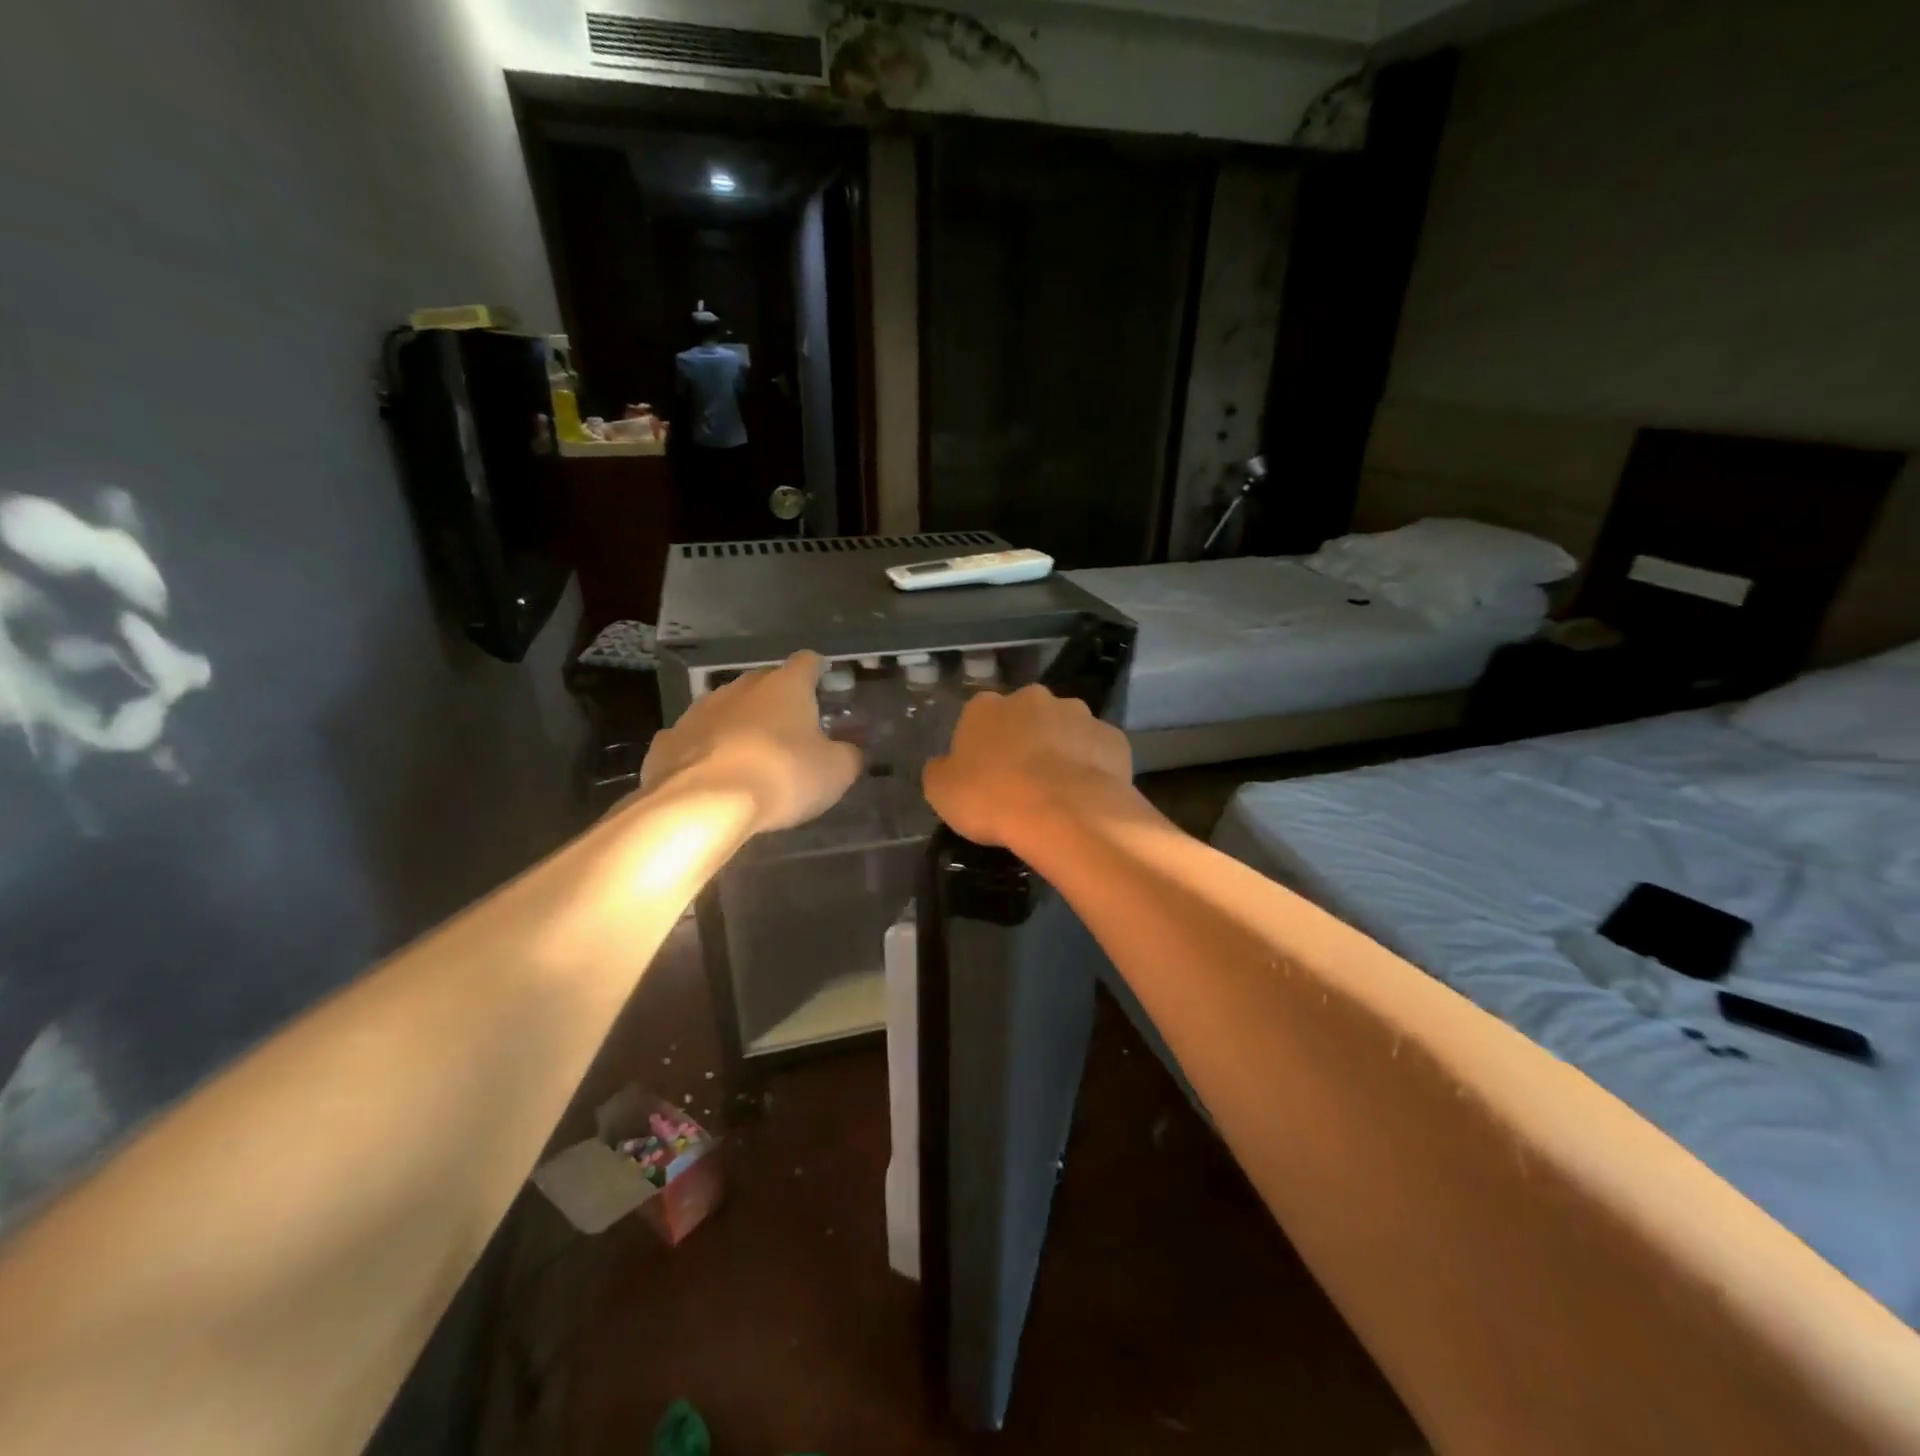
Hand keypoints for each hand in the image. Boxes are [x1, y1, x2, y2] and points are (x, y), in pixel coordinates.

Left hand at [641, 650, 861, 831]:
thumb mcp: (836, 772)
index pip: (807, 662)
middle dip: (778, 701)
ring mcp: (699, 711)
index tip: (824, 686)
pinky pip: (694, 739)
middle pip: (764, 682)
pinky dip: (705, 750)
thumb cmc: (782, 777)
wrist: (703, 803)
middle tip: (792, 730)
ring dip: (739, 724)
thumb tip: (851, 750)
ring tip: (750, 755)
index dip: (818, 672)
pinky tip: (711, 774)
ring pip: (726, 708)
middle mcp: (741, 688)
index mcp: (785, 687)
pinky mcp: (668, 740)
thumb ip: (848, 755)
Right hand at [923, 685, 1134, 848]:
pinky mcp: (1112, 737)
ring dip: (1060, 751)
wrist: (1063, 813)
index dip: (981, 747)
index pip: (978, 718)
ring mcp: (1078, 715)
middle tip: (1021, 782)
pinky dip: (1092, 767)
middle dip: (1025, 741)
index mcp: (986, 706)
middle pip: (1025, 717)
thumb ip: (941, 770)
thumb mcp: (941, 791)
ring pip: (1065, 730)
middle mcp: (1033, 698)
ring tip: (1058, 791)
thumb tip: (946, 764)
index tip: (984, 776)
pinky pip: (1097, 751)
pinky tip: (1086, 795)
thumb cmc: (992, 798)